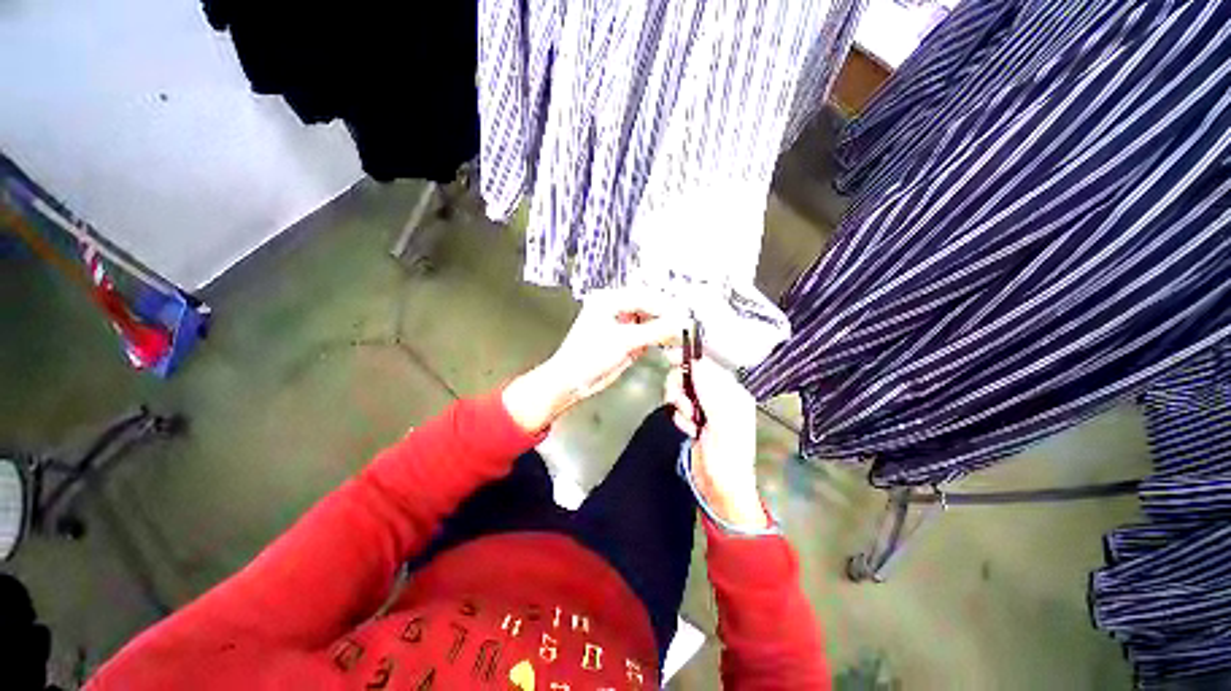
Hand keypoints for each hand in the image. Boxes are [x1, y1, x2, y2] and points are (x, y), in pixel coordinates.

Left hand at [503, 289, 685, 432]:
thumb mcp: (624, 341)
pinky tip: (672, 349)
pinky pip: (649, 336)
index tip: (687, 318)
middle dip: (669, 320)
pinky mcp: (627, 340)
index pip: (646, 298)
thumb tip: (683, 323)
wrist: (572, 381)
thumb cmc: (590, 356)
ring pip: (652, 323)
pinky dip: (660, 342)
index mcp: (610, 299)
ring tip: (682, 341)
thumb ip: (656, 331)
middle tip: (688, 330)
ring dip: (667, 332)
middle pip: (650, 308)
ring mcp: (623, 324)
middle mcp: (617, 307)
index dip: (668, 308)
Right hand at [665, 356, 768, 530]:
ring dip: (680, 405)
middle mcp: (719, 397)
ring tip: (690, 422)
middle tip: (685, 406)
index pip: (709, 365)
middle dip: (681, 389)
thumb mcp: (722, 422)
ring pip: (681, 390)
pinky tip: (689, 431)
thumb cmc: (727, 457)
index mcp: (733, 393)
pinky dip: (679, 418)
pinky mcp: (693, 419)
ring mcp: (705, 408)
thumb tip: (697, 362)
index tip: (670, 357)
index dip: (689, 359)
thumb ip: (710, 391)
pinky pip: (678, 407)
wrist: (719, 490)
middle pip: (690, 376)